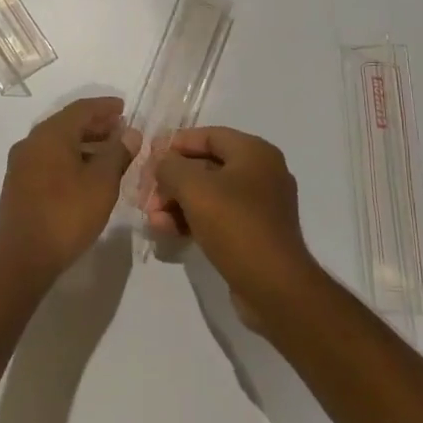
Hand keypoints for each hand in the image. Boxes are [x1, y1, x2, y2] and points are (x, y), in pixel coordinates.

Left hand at [0, 97, 140, 283]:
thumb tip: (130, 133)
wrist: (21, 259)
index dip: (105, 107)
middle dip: (96, 125)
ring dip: (85, 144)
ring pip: (58, 144)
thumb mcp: (102, 183)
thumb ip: (117, 154)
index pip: (81, 109)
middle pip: (68, 124)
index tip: (125, 108)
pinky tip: (88, 175)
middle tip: (121, 131)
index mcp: (50, 134)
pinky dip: (71, 159)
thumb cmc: (66, 215)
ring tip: (110, 154)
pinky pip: (50, 160)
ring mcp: (22, 164)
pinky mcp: (19, 185)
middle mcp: (32, 142)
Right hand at [151, 127, 319, 327]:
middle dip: (172, 180)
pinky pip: (218, 216)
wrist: (275, 288)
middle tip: (146, 196)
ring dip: (177, 203)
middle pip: (206, 166)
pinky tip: (168, 231)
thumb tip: (160, 161)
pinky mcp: (254, 233)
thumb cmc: (236, 226)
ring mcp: (260, 205)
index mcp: (255, 152)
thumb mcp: (194, 189)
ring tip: (153, 220)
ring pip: (209, 194)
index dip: (175, 144)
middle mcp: (261, 172)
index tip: (148, 158)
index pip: (208, 135)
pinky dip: (192, 220)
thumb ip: (170, 167)